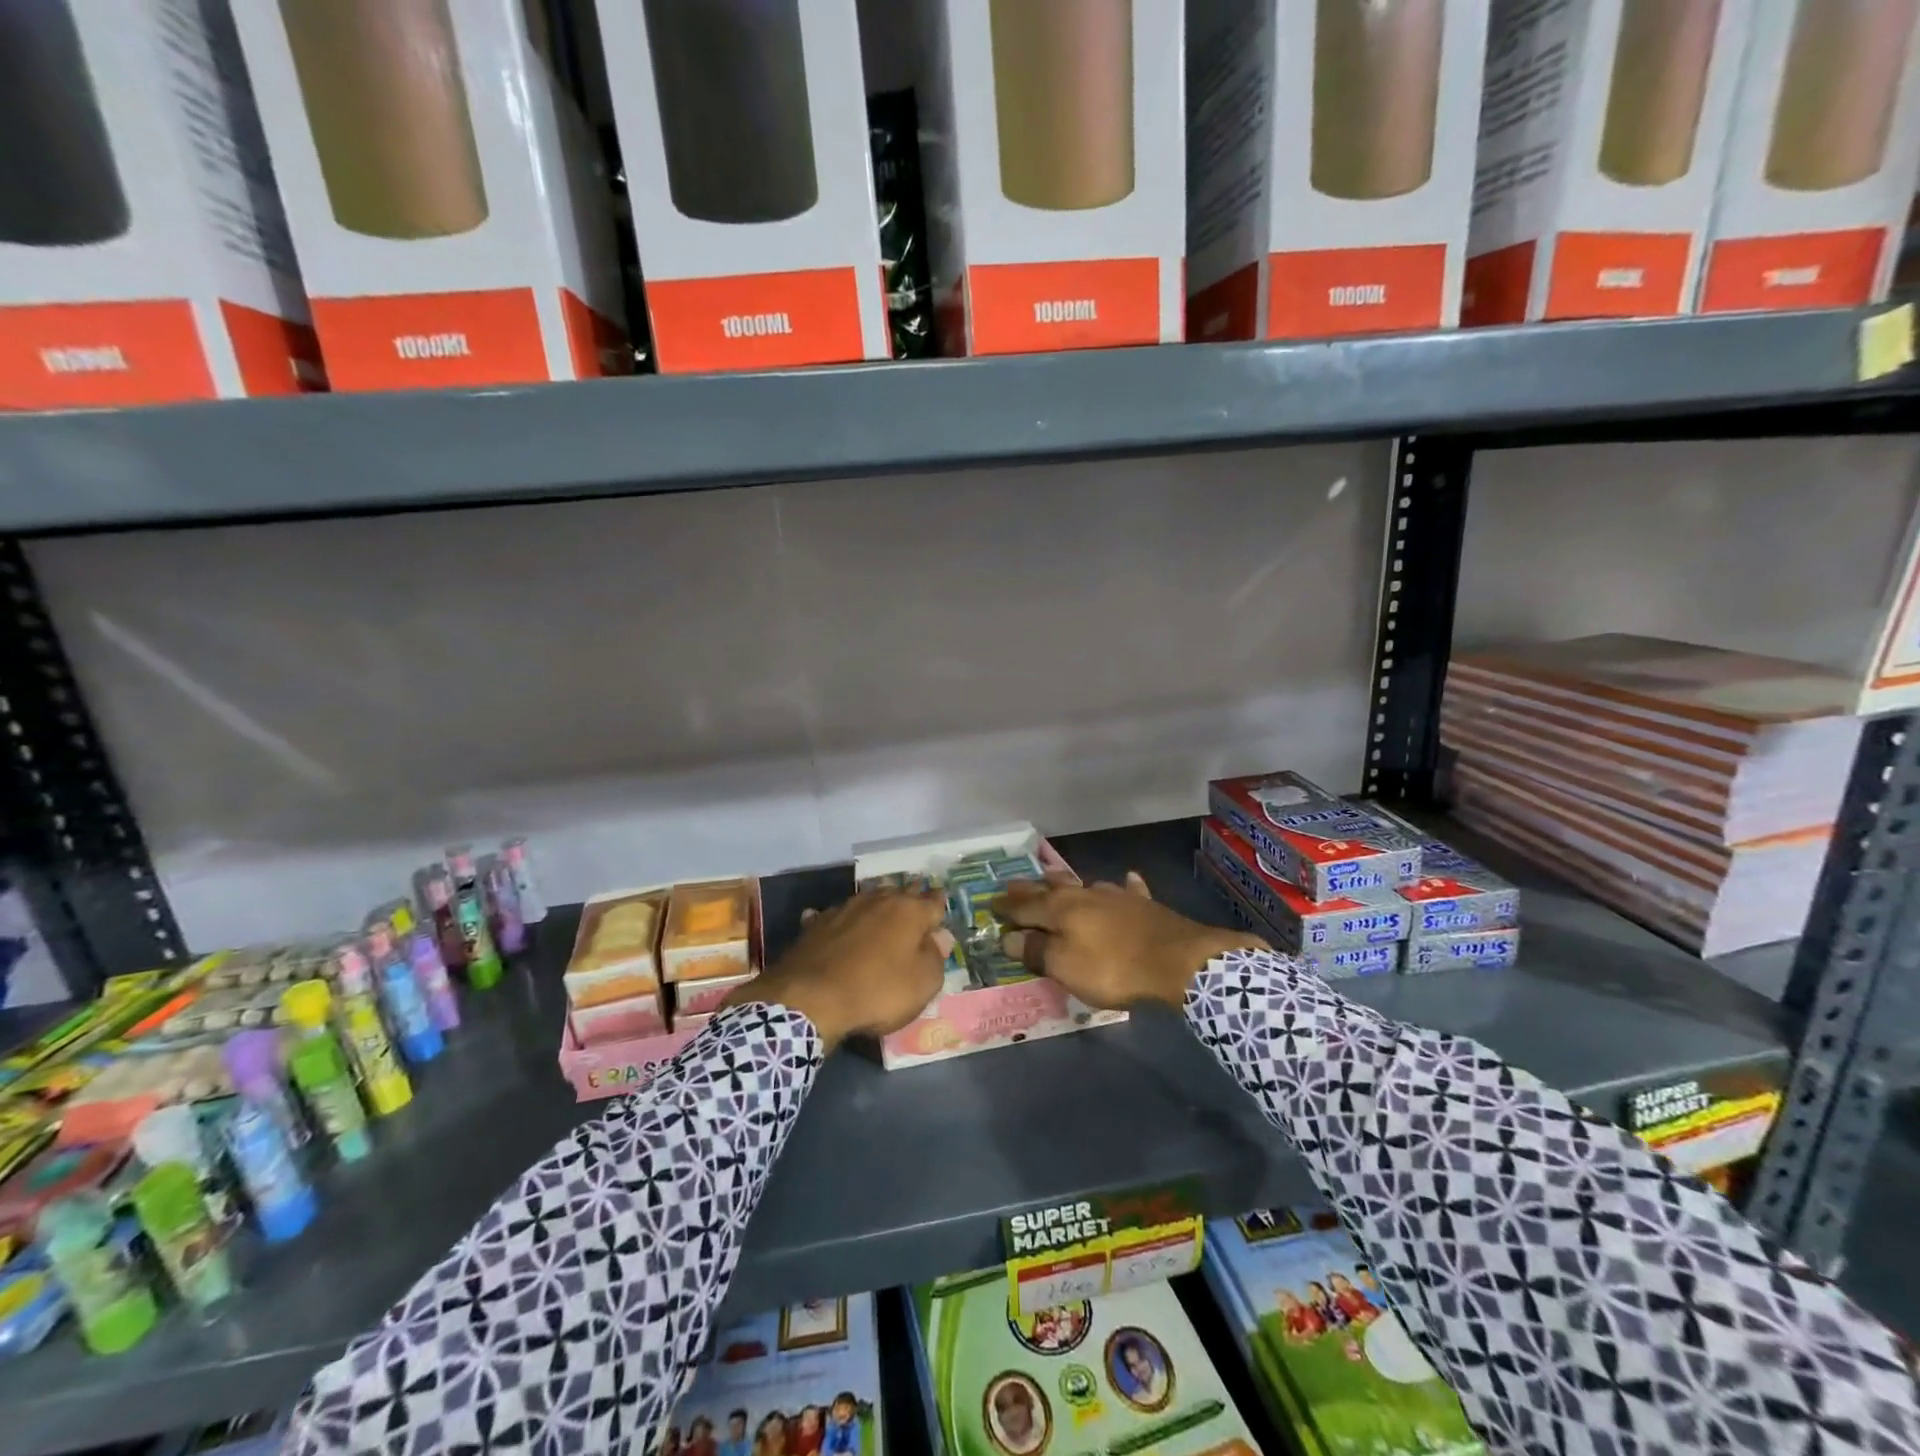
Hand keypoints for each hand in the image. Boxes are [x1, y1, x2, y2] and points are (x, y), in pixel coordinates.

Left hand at [723, 888, 950, 1048]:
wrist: (811, 997)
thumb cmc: (878, 990)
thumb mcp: (923, 983)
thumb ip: (936, 957)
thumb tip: (940, 937)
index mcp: (909, 911)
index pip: (933, 902)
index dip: (939, 905)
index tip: (941, 904)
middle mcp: (878, 901)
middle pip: (900, 893)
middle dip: (910, 897)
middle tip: (916, 900)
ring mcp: (844, 909)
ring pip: (868, 899)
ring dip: (877, 904)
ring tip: (882, 908)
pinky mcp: (817, 924)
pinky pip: (835, 917)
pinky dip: (841, 921)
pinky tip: (836, 924)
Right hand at [996, 873, 1264, 1008]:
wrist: (1177, 960)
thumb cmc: (1113, 967)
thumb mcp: (1066, 967)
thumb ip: (1037, 951)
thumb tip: (1008, 937)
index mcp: (1061, 910)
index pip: (1026, 907)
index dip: (1007, 908)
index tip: (991, 903)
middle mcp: (1085, 896)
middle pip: (1052, 889)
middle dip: (1030, 889)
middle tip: (1012, 883)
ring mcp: (1117, 897)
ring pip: (1085, 885)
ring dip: (1067, 882)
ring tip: (1055, 877)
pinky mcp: (1144, 905)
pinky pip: (1128, 890)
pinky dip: (1123, 886)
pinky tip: (1126, 880)